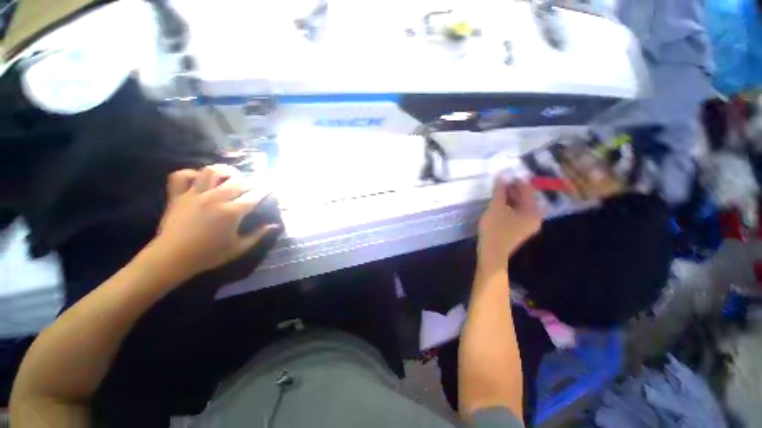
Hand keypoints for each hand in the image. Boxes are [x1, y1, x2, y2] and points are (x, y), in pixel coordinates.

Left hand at [149, 164, 278, 280]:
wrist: (172, 258)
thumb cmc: (208, 255)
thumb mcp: (239, 248)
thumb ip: (258, 235)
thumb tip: (274, 225)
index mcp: (231, 212)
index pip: (254, 196)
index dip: (265, 190)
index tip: (271, 187)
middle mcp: (214, 199)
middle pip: (237, 181)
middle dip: (250, 181)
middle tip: (254, 184)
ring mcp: (194, 195)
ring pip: (211, 172)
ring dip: (224, 170)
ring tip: (230, 175)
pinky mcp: (177, 196)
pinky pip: (180, 176)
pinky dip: (190, 173)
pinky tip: (199, 178)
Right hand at [477, 178, 541, 274]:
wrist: (491, 254)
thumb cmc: (495, 229)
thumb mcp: (496, 207)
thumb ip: (499, 190)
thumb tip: (501, 174)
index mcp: (533, 211)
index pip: (527, 189)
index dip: (516, 180)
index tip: (505, 172)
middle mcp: (534, 217)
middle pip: (524, 198)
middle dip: (512, 189)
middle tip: (498, 181)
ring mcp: (527, 224)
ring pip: (519, 205)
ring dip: (508, 197)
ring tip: (496, 191)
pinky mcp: (519, 229)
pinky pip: (515, 213)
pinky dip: (508, 206)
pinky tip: (497, 203)